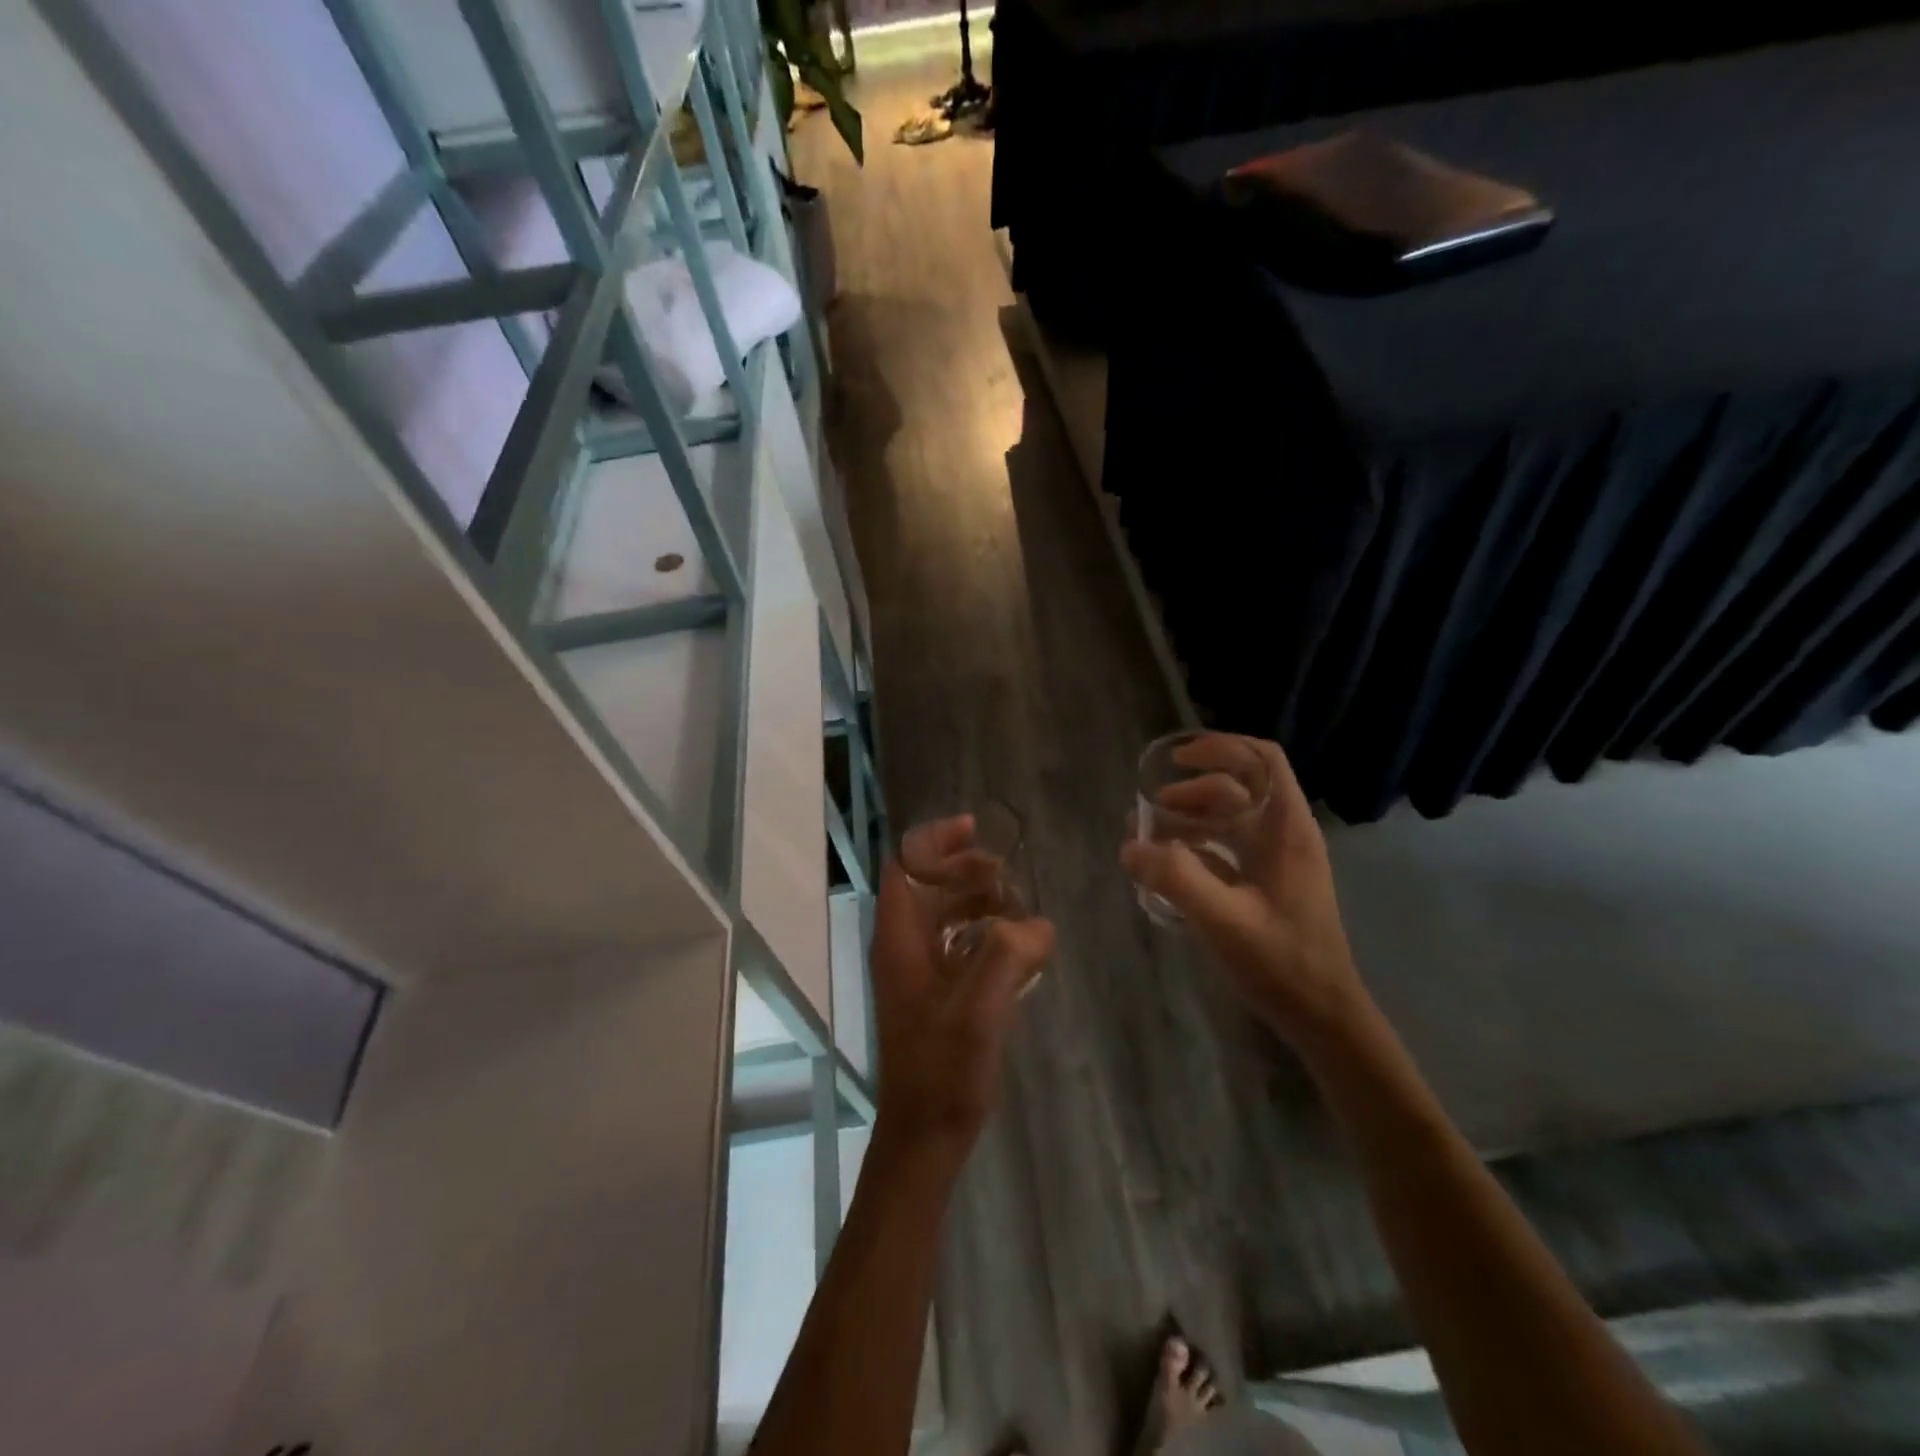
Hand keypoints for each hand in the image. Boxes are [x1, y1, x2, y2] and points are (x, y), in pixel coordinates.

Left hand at [871, 816, 1055, 1158]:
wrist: (925, 1135)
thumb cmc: (943, 1070)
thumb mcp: (979, 1010)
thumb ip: (1008, 957)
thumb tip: (1037, 924)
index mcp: (899, 940)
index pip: (905, 867)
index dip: (934, 842)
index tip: (974, 832)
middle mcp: (902, 948)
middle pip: (924, 885)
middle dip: (962, 868)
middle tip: (1005, 872)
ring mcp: (916, 973)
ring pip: (941, 914)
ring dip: (974, 899)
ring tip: (1015, 903)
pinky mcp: (933, 995)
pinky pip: (955, 944)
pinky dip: (981, 932)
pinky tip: (1014, 945)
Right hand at [1121, 735, 1366, 1046]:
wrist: (1323, 1016)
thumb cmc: (1282, 962)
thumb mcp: (1224, 919)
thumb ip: (1176, 878)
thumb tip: (1130, 845)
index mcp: (1286, 828)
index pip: (1262, 760)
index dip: (1220, 748)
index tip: (1176, 760)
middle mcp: (1284, 834)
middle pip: (1239, 787)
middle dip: (1191, 790)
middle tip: (1150, 811)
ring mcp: (1277, 861)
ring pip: (1231, 818)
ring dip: (1190, 818)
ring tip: (1150, 837)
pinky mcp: (1267, 884)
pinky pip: (1228, 848)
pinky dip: (1196, 847)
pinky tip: (1168, 867)